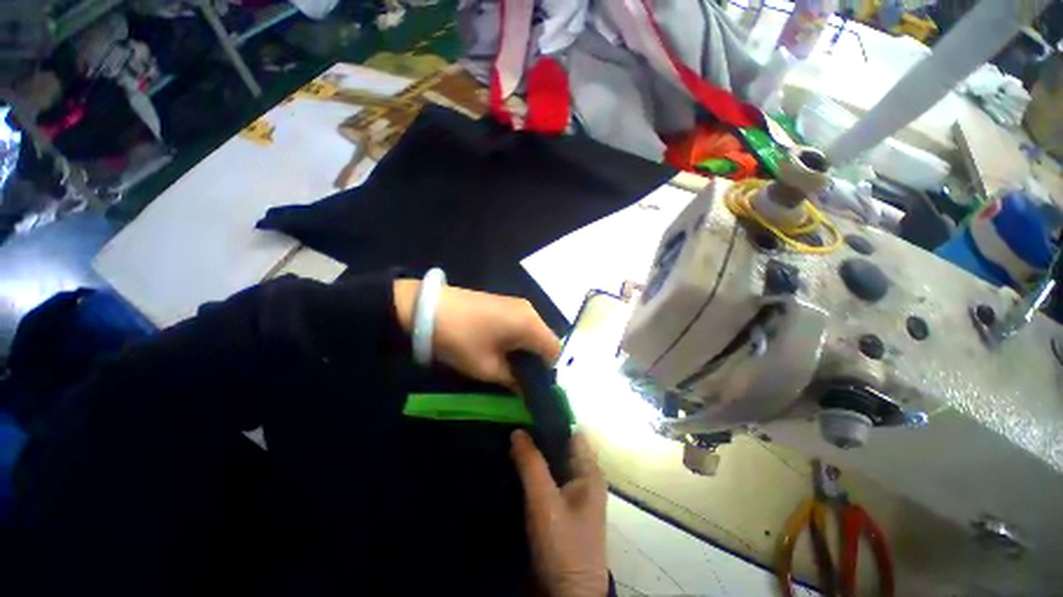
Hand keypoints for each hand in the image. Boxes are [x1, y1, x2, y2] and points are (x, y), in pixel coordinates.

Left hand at [393, 280, 560, 387]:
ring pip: (534, 332)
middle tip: (520, 379)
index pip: (554, 351)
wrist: (429, 309)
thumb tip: (527, 390)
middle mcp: (530, 310)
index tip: (533, 386)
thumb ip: (514, 381)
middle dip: (537, 362)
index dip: (548, 372)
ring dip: (527, 350)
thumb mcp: (488, 368)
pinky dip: (518, 339)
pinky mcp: (505, 302)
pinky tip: (501, 347)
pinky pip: (522, 324)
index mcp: (531, 324)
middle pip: (545, 340)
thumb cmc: (462, 340)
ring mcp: (518, 304)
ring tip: (509, 365)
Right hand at [510, 430, 607, 596]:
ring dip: (533, 453)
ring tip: (507, 436)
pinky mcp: (558, 509)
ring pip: (550, 463)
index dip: (552, 417)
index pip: (572, 431)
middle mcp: (582, 477)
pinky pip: (545, 480)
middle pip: (559, 446)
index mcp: (588, 470)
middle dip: (537, 434)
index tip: (527, 407)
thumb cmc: (563, 546)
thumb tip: (517, 430)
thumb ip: (531, 464)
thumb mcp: (545, 502)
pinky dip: (531, 471)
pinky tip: (512, 463)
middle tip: (511, 420)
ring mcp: (570, 494)